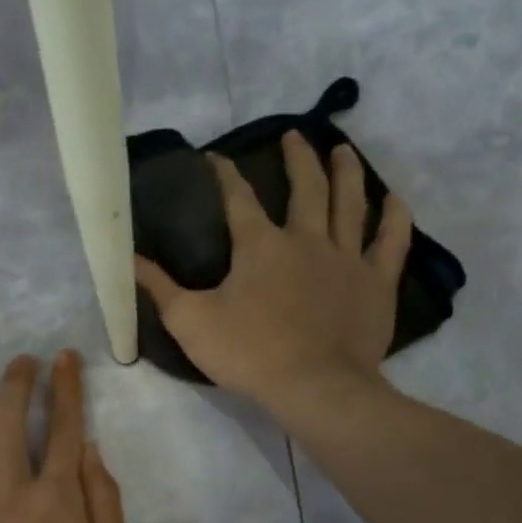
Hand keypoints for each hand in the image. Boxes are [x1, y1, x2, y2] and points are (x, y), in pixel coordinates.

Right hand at [135, 131, 412, 415]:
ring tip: (342, 149)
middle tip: (294, 135)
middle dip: (297, 158)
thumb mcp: (189, 322)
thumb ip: (159, 287)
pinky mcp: (376, 282)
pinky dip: (394, 217)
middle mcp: (306, 239)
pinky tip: (394, 199)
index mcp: (260, 246)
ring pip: (350, 203)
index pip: (238, 198)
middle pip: (306, 187)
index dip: (225, 174)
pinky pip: (391, 241)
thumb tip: (127, 257)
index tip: (215, 156)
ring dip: (346, 172)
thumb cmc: (249, 353)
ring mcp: (346, 258)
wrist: (314, 387)